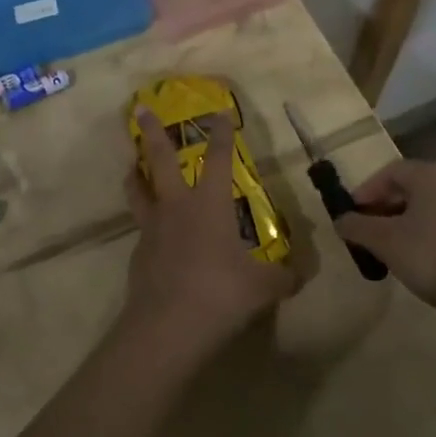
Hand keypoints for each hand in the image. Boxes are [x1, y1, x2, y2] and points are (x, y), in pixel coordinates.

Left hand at [122, 109, 301, 360]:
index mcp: (210, 204)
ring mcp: (152, 228)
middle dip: (152, 132)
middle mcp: (177, 206)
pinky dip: (144, 221)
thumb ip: (283, 277)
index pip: (219, 158)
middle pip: (161, 159)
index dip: (221, 134)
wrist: (167, 326)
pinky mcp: (138, 253)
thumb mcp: (263, 288)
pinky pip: (140, 228)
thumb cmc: (220, 294)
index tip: (219, 112)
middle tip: (140, 109)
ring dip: (135, 173)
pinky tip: (152, 234)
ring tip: (132, 164)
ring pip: (138, 189)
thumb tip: (302, 274)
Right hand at [335, 160, 435, 313]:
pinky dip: (432, 226)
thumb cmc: (430, 258)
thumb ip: (356, 226)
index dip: (367, 191)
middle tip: (370, 227)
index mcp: (432, 173)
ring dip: (409, 216)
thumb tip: (340, 220)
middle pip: (413, 184)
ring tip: (393, 241)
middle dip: (387, 204)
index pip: (391, 172)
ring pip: (433, 201)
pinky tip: (422, 249)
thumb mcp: (384, 241)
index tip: (353, 212)